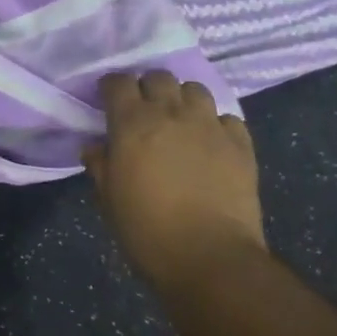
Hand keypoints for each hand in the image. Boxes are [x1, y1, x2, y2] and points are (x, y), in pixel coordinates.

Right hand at [84, 71, 264, 279]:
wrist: (211, 258)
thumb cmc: (148, 233)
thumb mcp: (109, 202)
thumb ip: (100, 166)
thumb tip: (96, 147)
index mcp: (133, 124)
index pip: (119, 82)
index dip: (111, 88)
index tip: (108, 100)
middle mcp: (172, 113)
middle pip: (159, 77)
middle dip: (148, 88)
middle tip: (144, 112)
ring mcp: (210, 125)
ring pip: (195, 89)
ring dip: (183, 100)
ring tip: (180, 122)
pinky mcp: (240, 143)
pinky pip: (226, 118)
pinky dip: (216, 124)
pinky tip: (211, 143)